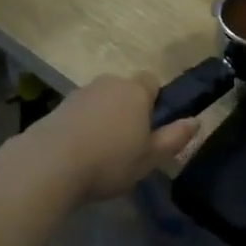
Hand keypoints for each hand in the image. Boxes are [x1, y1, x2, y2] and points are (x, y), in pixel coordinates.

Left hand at [29, 73, 199, 202]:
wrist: (49, 165)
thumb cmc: (109, 160)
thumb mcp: (150, 158)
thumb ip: (174, 138)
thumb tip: (196, 121)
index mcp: (136, 91)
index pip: (152, 81)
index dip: (153, 101)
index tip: (150, 128)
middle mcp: (109, 83)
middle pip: (124, 90)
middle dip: (127, 110)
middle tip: (127, 144)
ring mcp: (80, 93)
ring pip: (101, 101)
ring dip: (103, 118)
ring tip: (99, 153)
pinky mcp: (58, 108)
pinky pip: (79, 113)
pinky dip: (82, 127)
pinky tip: (77, 154)